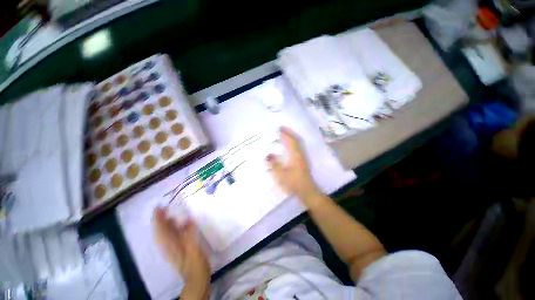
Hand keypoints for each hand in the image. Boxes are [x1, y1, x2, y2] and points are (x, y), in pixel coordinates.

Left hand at [153, 208, 209, 297]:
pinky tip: (180, 223)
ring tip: (169, 212)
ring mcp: (172, 247)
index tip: (158, 207)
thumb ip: (190, 234)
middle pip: (161, 230)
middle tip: (163, 207)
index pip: (160, 229)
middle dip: (160, 219)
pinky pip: (172, 235)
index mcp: (170, 244)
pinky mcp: (177, 248)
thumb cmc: (195, 262)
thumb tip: (188, 219)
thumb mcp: (193, 247)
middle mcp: (168, 245)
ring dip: (165, 223)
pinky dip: (173, 228)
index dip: (158, 218)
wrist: (196, 276)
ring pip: (165, 233)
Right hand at [266, 127, 321, 202]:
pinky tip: (289, 146)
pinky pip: (298, 148)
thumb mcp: (281, 175)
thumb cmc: (294, 183)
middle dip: (289, 133)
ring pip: (298, 143)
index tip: (278, 128)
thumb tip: (267, 155)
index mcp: (295, 155)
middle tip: (282, 128)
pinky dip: (293, 143)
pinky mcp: (303, 161)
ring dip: (292, 137)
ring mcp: (303, 157)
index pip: (290, 141)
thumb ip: (274, 165)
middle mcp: (300, 154)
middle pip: (296, 140)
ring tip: (285, 134)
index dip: (285, 134)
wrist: (307, 191)